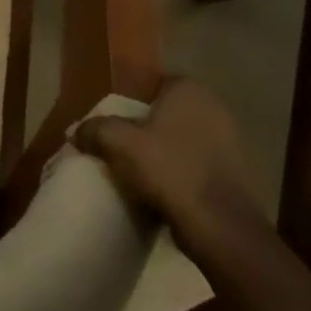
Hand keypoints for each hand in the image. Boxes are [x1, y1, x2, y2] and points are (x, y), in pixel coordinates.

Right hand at [72, 78, 257, 221]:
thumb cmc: (169, 169)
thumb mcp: (118, 144)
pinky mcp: (235, 172)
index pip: (151, 85)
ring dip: (164, 152)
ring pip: (182, 140)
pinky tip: (163, 190)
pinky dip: (180, 172)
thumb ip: (94, 130)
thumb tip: (75, 131)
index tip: (114, 124)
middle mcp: (213, 106)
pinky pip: (196, 163)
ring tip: (139, 172)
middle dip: (146, 128)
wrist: (219, 225)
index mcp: (188, 89)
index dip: (130, 103)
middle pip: (166, 113)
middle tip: (122, 147)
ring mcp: (229, 140)